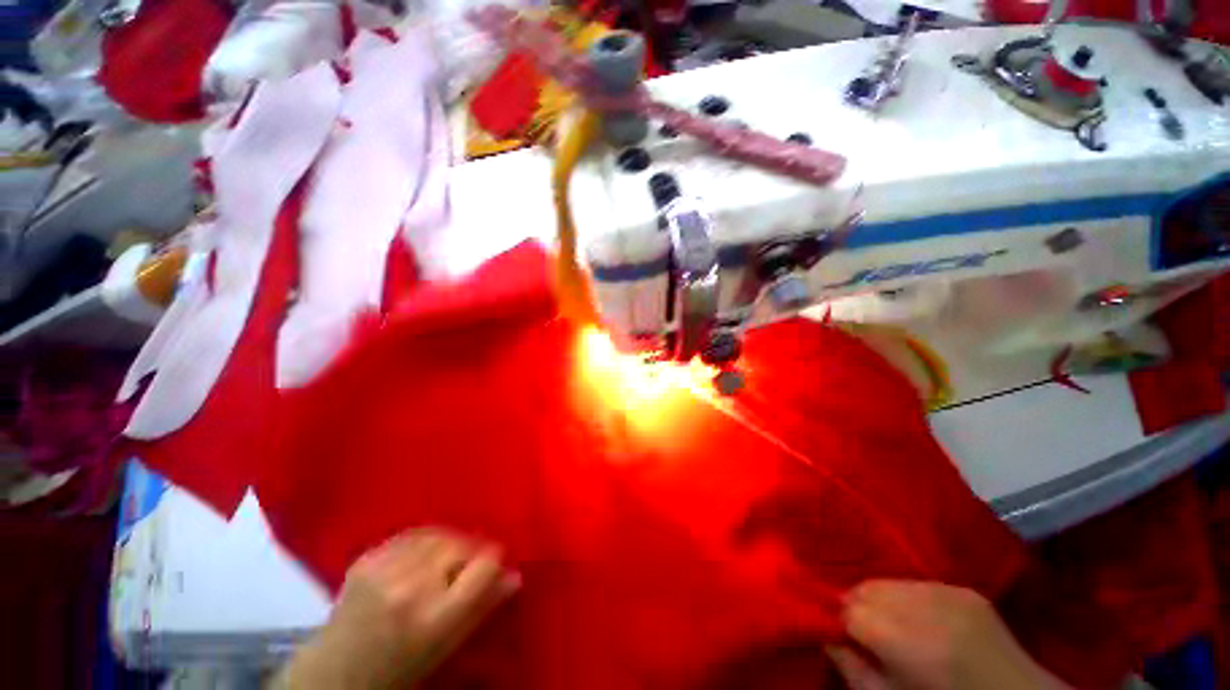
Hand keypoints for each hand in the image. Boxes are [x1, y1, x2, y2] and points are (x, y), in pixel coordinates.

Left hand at [274, 528, 517, 689]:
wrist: (333, 675)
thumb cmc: (398, 670)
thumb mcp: (445, 649)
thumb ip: (481, 609)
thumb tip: (515, 575)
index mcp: (434, 616)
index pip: (484, 564)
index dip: (495, 560)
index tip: (494, 565)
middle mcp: (411, 586)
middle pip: (462, 543)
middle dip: (471, 551)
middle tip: (468, 565)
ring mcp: (384, 568)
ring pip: (439, 532)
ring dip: (449, 542)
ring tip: (445, 559)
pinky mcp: (366, 557)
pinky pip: (411, 533)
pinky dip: (424, 541)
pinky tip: (421, 555)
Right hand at [827, 581, 1067, 689]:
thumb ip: (853, 670)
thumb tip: (825, 638)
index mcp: (905, 642)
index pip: (848, 609)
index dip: (841, 621)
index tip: (843, 634)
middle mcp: (923, 608)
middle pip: (865, 588)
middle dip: (858, 605)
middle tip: (868, 632)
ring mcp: (948, 593)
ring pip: (889, 581)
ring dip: (882, 599)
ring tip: (896, 625)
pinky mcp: (965, 590)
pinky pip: (919, 583)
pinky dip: (910, 597)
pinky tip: (924, 621)